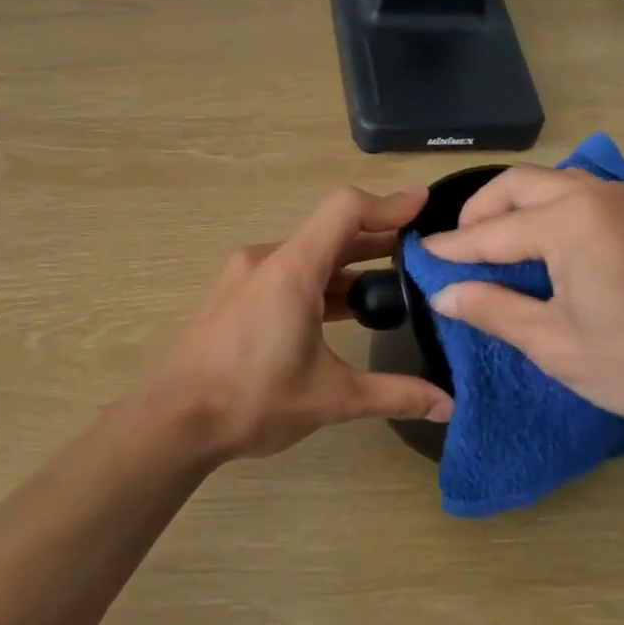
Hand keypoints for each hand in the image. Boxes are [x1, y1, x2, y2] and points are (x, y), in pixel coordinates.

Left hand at [142, 187, 453, 459]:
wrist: (175, 419)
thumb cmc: (252, 399)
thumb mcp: (331, 398)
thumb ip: (394, 394)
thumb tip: (449, 405)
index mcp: (292, 270)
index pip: (346, 210)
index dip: (389, 205)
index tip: (425, 208)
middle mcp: (267, 261)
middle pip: (331, 233)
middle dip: (378, 240)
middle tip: (422, 254)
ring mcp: (246, 277)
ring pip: (308, 257)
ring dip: (349, 267)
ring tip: (392, 286)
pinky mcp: (235, 297)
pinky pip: (287, 275)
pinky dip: (321, 284)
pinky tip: (345, 312)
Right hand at [422, 166, 623, 419]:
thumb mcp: (553, 342)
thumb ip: (491, 309)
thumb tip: (443, 294)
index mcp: (570, 222)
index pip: (491, 232)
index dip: (452, 248)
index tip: (419, 254)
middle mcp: (596, 194)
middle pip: (518, 185)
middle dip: (480, 212)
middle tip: (458, 248)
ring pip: (552, 182)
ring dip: (515, 205)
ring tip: (495, 244)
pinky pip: (582, 194)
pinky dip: (549, 208)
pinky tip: (544, 244)